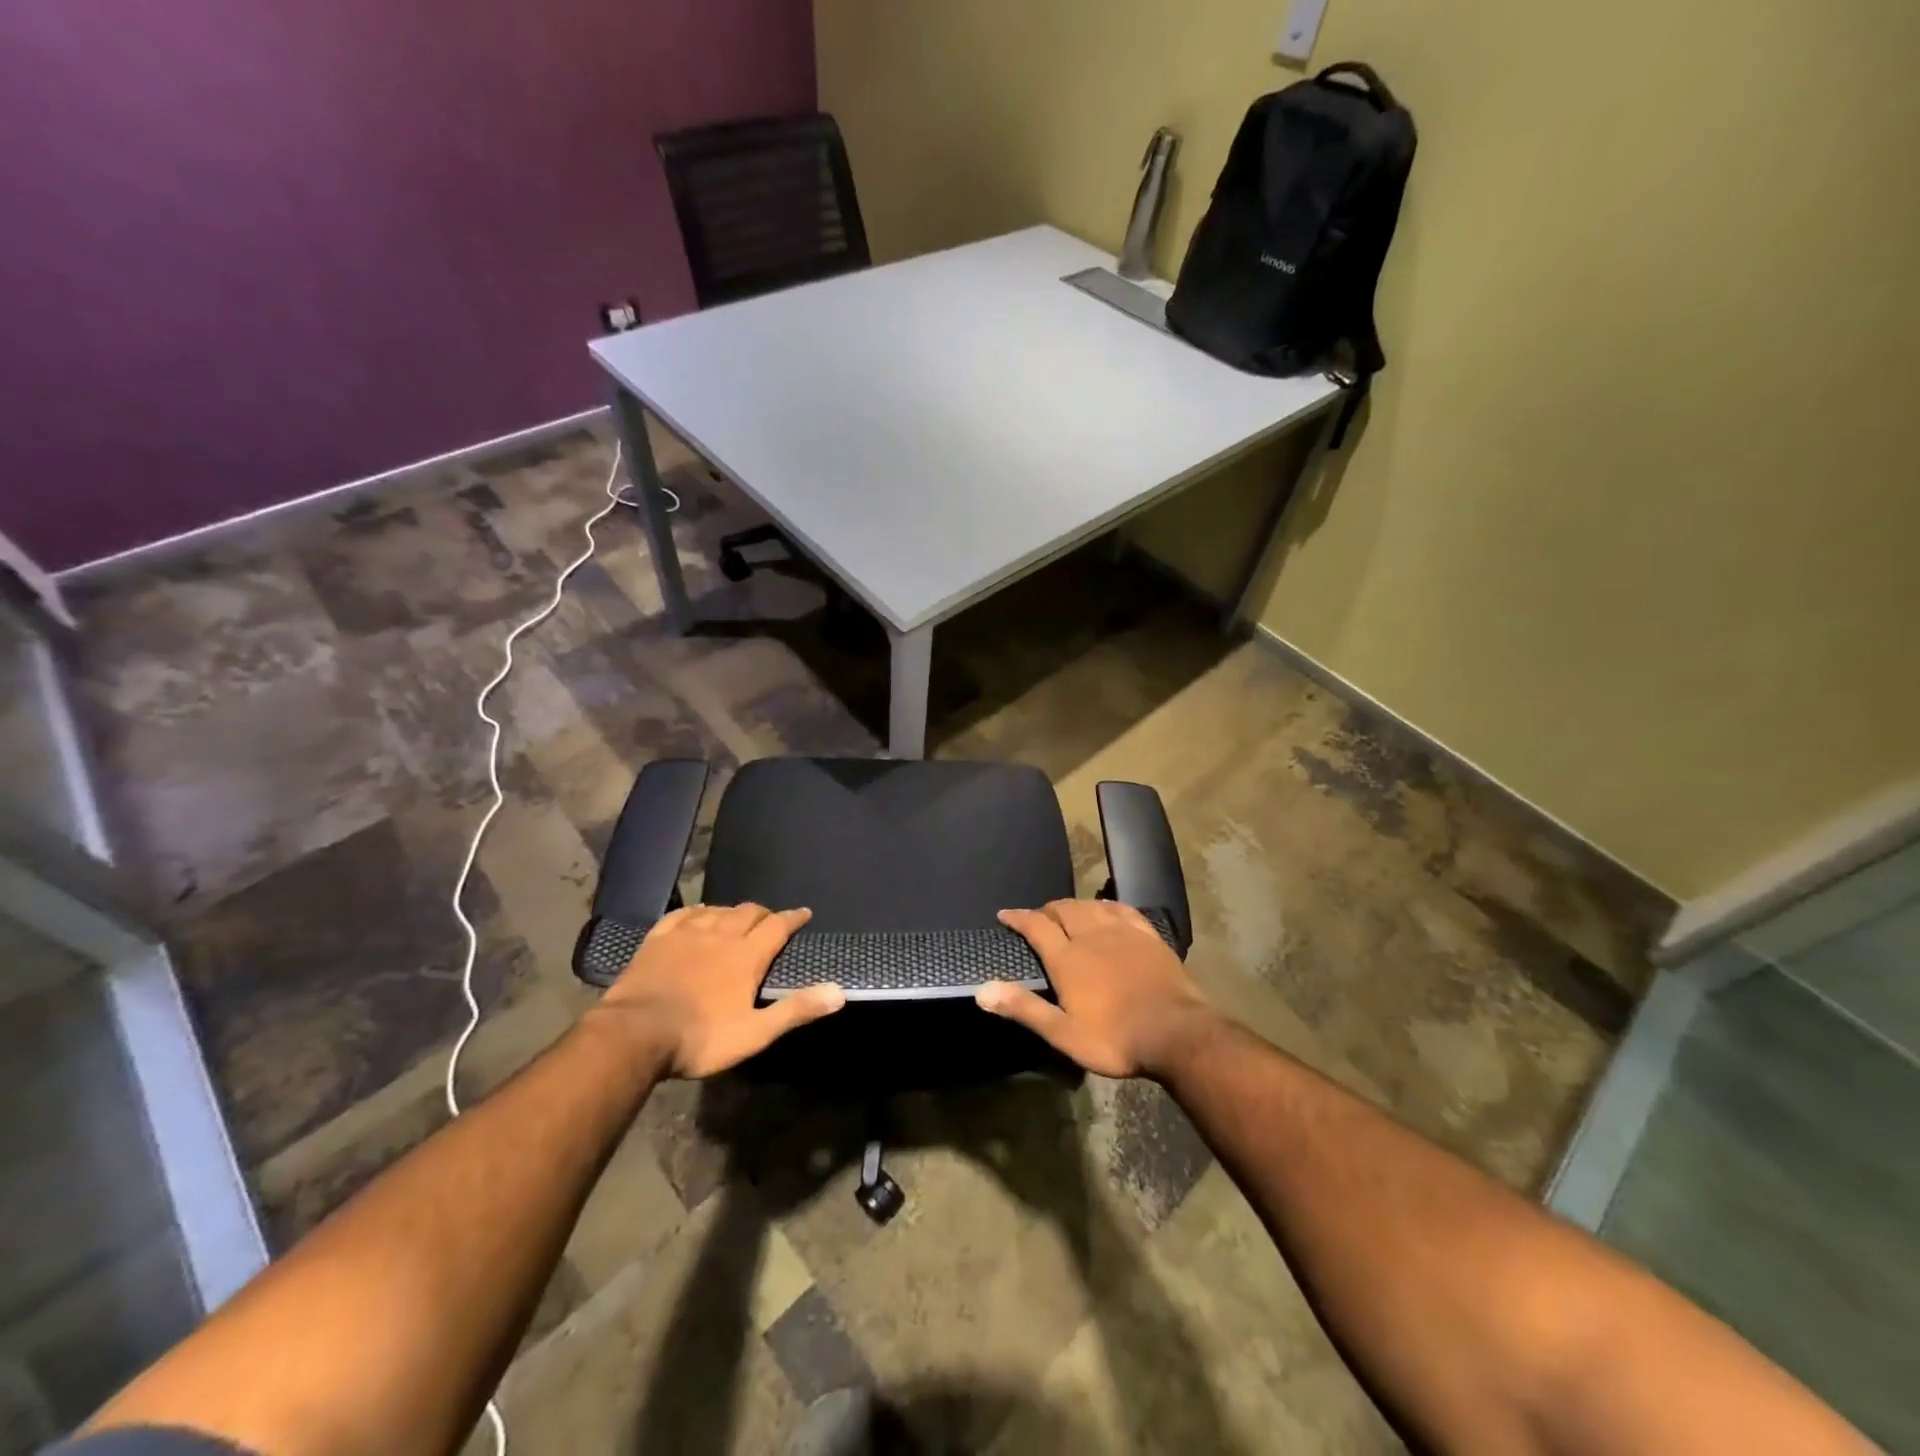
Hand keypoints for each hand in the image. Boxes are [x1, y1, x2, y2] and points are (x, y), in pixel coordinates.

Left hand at [590, 904, 844, 1077]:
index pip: (778, 926)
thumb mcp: (755, 1033)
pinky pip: (682, 914)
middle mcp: (721, 935)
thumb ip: (796, 1010)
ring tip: (737, 919)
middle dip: (764, 914)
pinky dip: (697, 911)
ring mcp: (686, 934)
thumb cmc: (700, 1038)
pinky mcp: (658, 939)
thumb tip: (839, 992)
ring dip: (733, 912)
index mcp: (747, 956)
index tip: (804, 913)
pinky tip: (698, 914)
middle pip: (749, 912)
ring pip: (718, 911)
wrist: (635, 1035)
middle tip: (770, 921)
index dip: (794, 918)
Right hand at [981, 900, 1218, 1079]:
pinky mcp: (1148, 936)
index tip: (1005, 914)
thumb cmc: (1115, 1038)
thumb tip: (982, 990)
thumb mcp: (1063, 1033)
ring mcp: (1122, 932)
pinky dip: (1107, 905)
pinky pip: (1122, 910)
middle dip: (1047, 910)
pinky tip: (1106, 910)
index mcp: (1068, 958)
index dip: (1018, 918)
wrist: (1176, 1033)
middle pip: (1064, 910)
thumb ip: (1024, 1008)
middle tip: (1039, 918)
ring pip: (1091, 906)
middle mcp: (1091, 936)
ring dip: (1074, 906)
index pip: (1036, 926)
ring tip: (1067, 913)